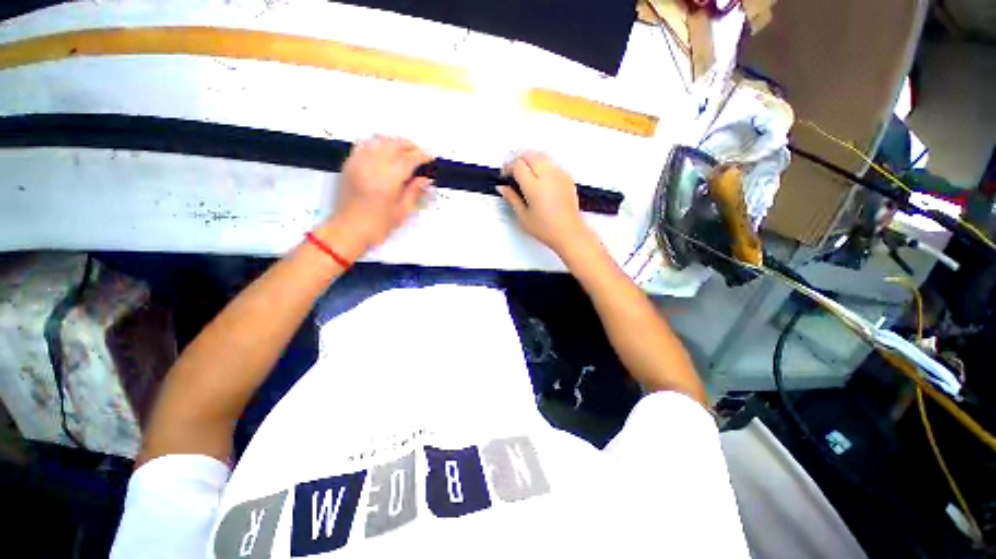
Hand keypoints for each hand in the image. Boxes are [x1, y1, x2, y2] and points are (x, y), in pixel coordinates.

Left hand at [319, 136, 432, 259]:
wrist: (348, 230)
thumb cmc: (378, 226)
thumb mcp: (401, 212)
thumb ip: (414, 192)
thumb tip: (424, 178)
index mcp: (387, 181)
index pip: (407, 160)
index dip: (421, 156)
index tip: (430, 156)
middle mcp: (371, 167)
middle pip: (393, 145)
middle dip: (409, 146)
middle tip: (420, 152)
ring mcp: (358, 163)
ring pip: (378, 141)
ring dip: (394, 142)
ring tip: (404, 149)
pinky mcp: (349, 164)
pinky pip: (364, 145)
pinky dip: (377, 143)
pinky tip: (384, 150)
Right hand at [497, 152, 591, 256]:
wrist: (569, 233)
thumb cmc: (548, 229)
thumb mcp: (524, 216)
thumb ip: (512, 198)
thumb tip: (503, 188)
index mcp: (534, 186)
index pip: (518, 165)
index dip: (508, 168)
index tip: (505, 176)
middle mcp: (548, 176)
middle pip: (529, 155)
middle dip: (518, 160)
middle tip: (513, 172)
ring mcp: (559, 175)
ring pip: (542, 156)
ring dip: (531, 160)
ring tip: (525, 174)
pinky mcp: (567, 178)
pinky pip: (552, 163)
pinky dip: (543, 165)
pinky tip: (539, 179)